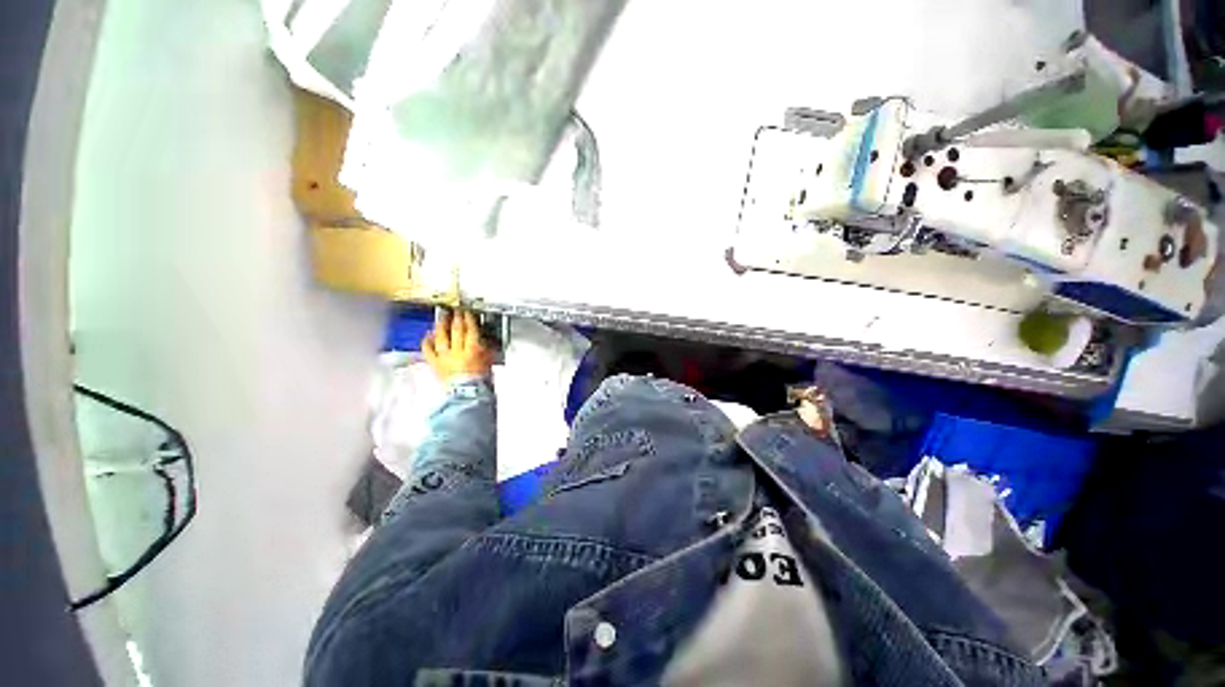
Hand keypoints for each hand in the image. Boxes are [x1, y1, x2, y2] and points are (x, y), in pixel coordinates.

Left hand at [423, 308, 493, 383]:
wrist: (468, 395)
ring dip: (441, 325)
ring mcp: (444, 357)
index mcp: (473, 350)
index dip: (469, 319)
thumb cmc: (481, 381)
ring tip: (442, 317)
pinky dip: (427, 341)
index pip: (470, 330)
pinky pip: (428, 350)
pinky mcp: (435, 364)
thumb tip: (483, 339)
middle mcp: (457, 351)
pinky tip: (428, 335)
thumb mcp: (488, 361)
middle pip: (456, 330)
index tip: (467, 312)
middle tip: (455, 310)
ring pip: (441, 337)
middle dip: (456, 318)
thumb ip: (485, 348)